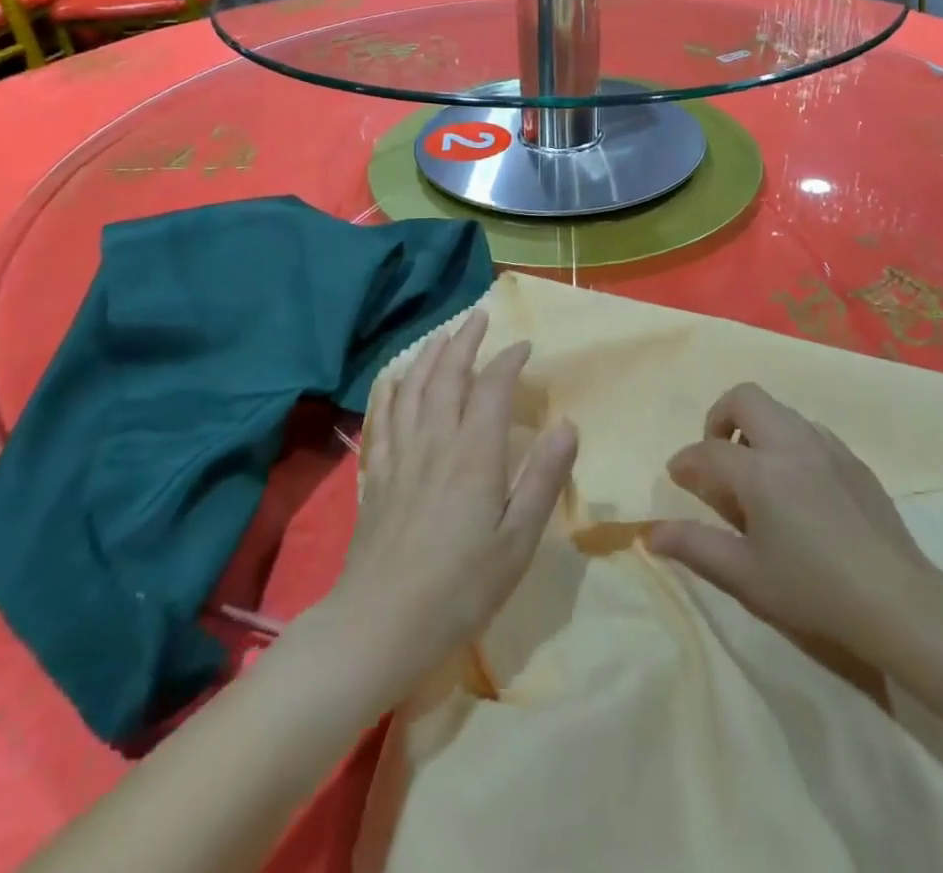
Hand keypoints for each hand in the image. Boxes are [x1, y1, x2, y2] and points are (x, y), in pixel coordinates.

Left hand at [329, 312, 577, 698]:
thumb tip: (568, 424)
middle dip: (465, 341)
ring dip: (429, 355)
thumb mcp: (517, 541)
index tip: (525, 346)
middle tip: (479, 317)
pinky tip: (395, 378)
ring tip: (442, 335)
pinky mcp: (375, 474)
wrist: (379, 625)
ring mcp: (400, 455)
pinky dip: (391, 388)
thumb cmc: (460, 589)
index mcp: (474, 454)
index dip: (509, 360)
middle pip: (448, 375)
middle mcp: (435, 441)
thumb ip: (543, 479)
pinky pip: (382, 417)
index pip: (492, 387)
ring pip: (413, 388)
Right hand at [648, 383, 940, 666]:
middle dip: (720, 417)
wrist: (899, 603)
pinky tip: (797, 485)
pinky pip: (809, 430)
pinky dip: (788, 441)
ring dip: (756, 427)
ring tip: (756, 473)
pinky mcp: (853, 459)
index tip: (678, 477)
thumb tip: (650, 533)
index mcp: (760, 471)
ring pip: (779, 410)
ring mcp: (827, 446)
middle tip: (718, 457)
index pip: (708, 450)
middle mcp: (791, 444)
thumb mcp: (745, 576)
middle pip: (745, 398)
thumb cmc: (814, 592)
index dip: (685, 462)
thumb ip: (695, 546)